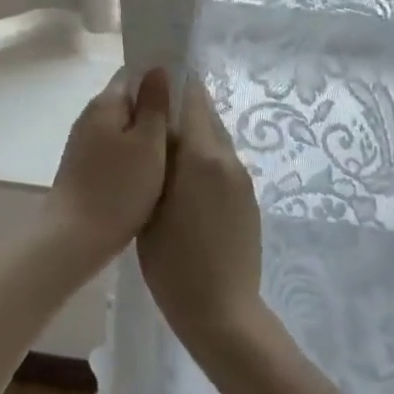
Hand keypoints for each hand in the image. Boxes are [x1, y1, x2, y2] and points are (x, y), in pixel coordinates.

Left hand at [46, 67, 171, 253]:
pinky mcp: (83, 169)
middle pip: (127, 103)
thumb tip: (157, 69)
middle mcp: (90, 117)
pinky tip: (149, 175)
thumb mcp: (148, 143)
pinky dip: (133, 158)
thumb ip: (154, 105)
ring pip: (122, 130)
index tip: (184, 98)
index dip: (159, 81)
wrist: (75, 238)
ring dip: (145, 138)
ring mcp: (83, 144)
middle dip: (154, 113)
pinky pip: (115, 152)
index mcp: (105, 104)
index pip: (133, 75)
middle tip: (186, 130)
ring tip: (173, 154)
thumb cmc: (119, 188)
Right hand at [138, 77, 263, 352]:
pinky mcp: (247, 199)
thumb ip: (156, 156)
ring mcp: (241, 180)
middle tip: (147, 117)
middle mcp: (228, 159)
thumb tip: (155, 121)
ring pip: (214, 139)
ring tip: (159, 149)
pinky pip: (221, 163)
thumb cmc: (173, 261)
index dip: (172, 83)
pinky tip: (180, 181)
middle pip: (206, 114)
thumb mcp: (150, 203)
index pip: (193, 97)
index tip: (149, 81)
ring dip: (191, 134)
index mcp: (204, 155)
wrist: (221, 312)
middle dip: (179, 108)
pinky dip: (201, 159)